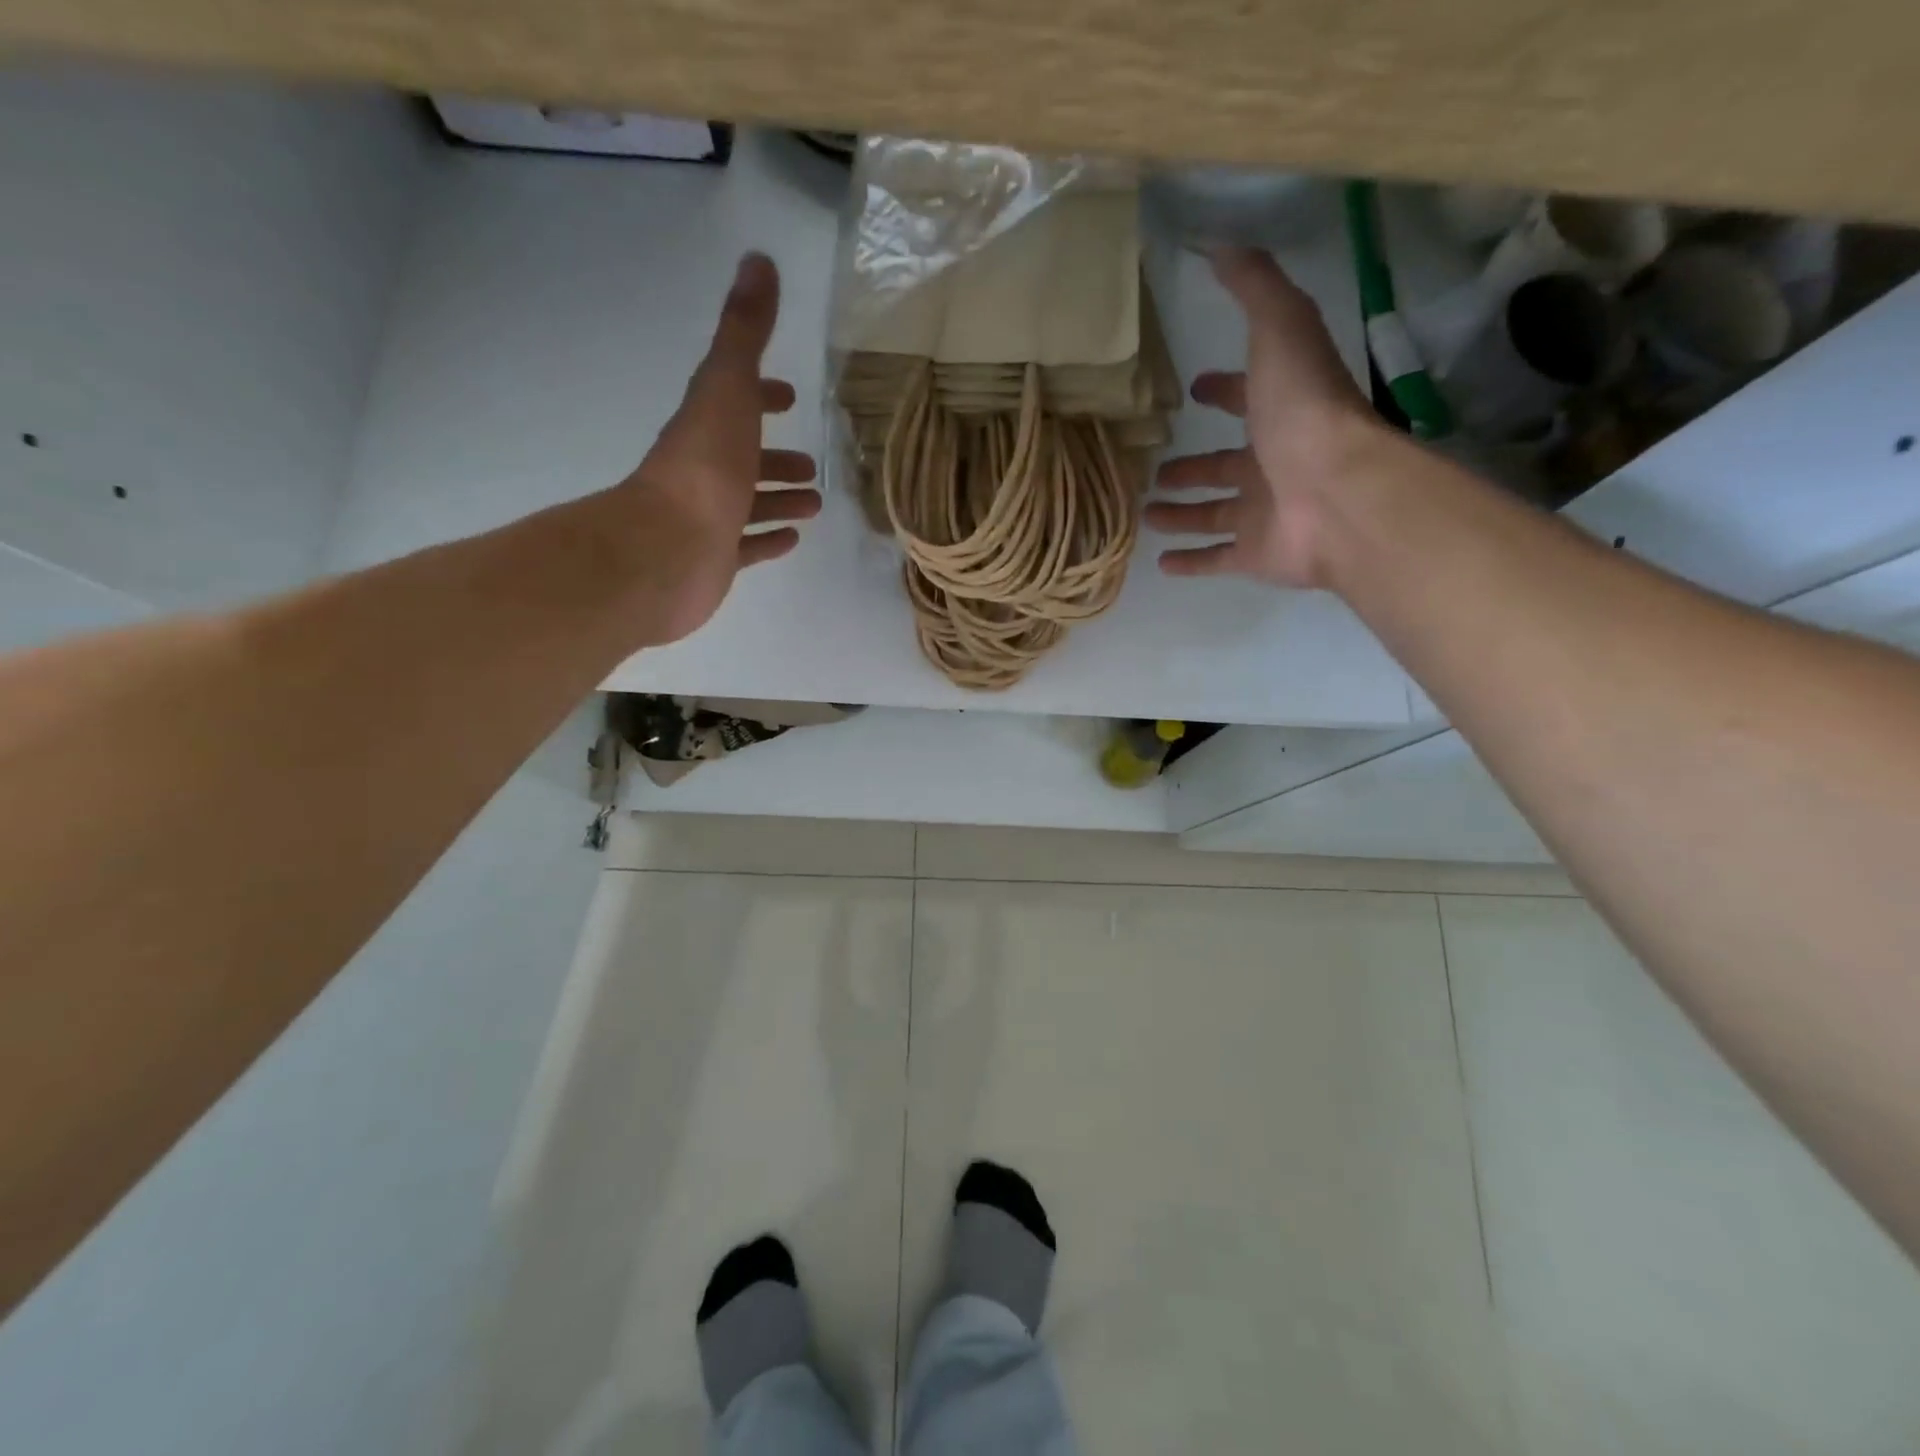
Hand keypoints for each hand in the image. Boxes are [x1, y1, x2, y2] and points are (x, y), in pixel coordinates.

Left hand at [615, 252, 820, 644]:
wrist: (670, 548)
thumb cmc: (705, 465)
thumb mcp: (729, 387)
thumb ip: (745, 331)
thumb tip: (759, 260)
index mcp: (707, 425)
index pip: (734, 401)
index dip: (761, 395)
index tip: (788, 396)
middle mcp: (706, 468)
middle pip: (744, 457)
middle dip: (776, 457)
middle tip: (810, 464)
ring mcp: (710, 516)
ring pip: (750, 503)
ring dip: (780, 499)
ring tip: (815, 502)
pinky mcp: (717, 558)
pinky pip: (748, 546)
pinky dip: (770, 539)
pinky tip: (794, 538)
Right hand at [1146, 246, 1383, 589]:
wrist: (1336, 493)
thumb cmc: (1305, 412)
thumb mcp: (1281, 329)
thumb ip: (1254, 289)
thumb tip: (1220, 244)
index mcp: (1280, 413)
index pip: (1247, 397)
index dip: (1224, 391)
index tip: (1196, 390)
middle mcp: (1272, 463)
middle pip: (1225, 465)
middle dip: (1193, 465)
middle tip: (1158, 469)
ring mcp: (1264, 512)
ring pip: (1214, 513)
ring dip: (1183, 512)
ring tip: (1147, 513)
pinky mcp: (1255, 553)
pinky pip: (1216, 558)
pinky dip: (1191, 561)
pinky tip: (1160, 563)